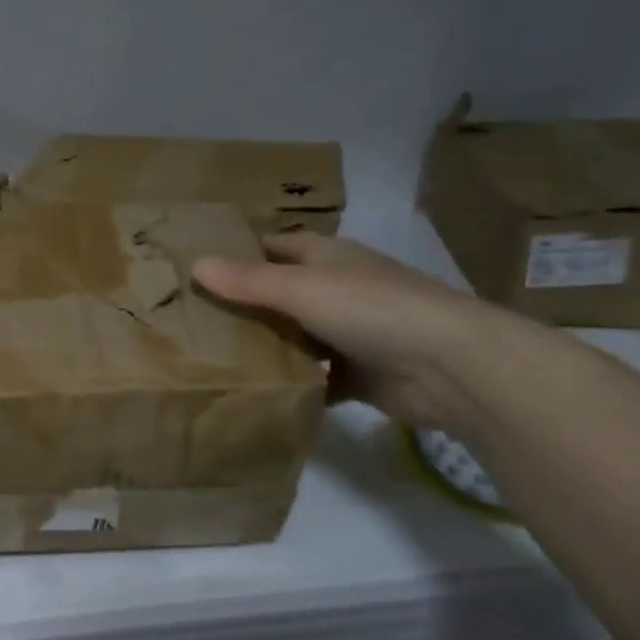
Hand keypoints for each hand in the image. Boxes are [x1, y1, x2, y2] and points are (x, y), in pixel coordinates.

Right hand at [192, 232, 521, 429]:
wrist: (449, 367)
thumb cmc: (373, 310)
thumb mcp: (302, 289)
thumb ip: (248, 281)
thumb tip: (195, 263)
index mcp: (329, 258)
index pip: (275, 246)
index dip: (240, 251)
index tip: (197, 265)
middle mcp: (338, 290)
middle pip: (280, 293)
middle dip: (242, 303)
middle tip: (189, 318)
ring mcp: (349, 334)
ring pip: (293, 337)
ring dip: (263, 346)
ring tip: (208, 357)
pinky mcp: (356, 375)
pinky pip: (311, 377)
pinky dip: (288, 383)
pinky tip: (253, 392)